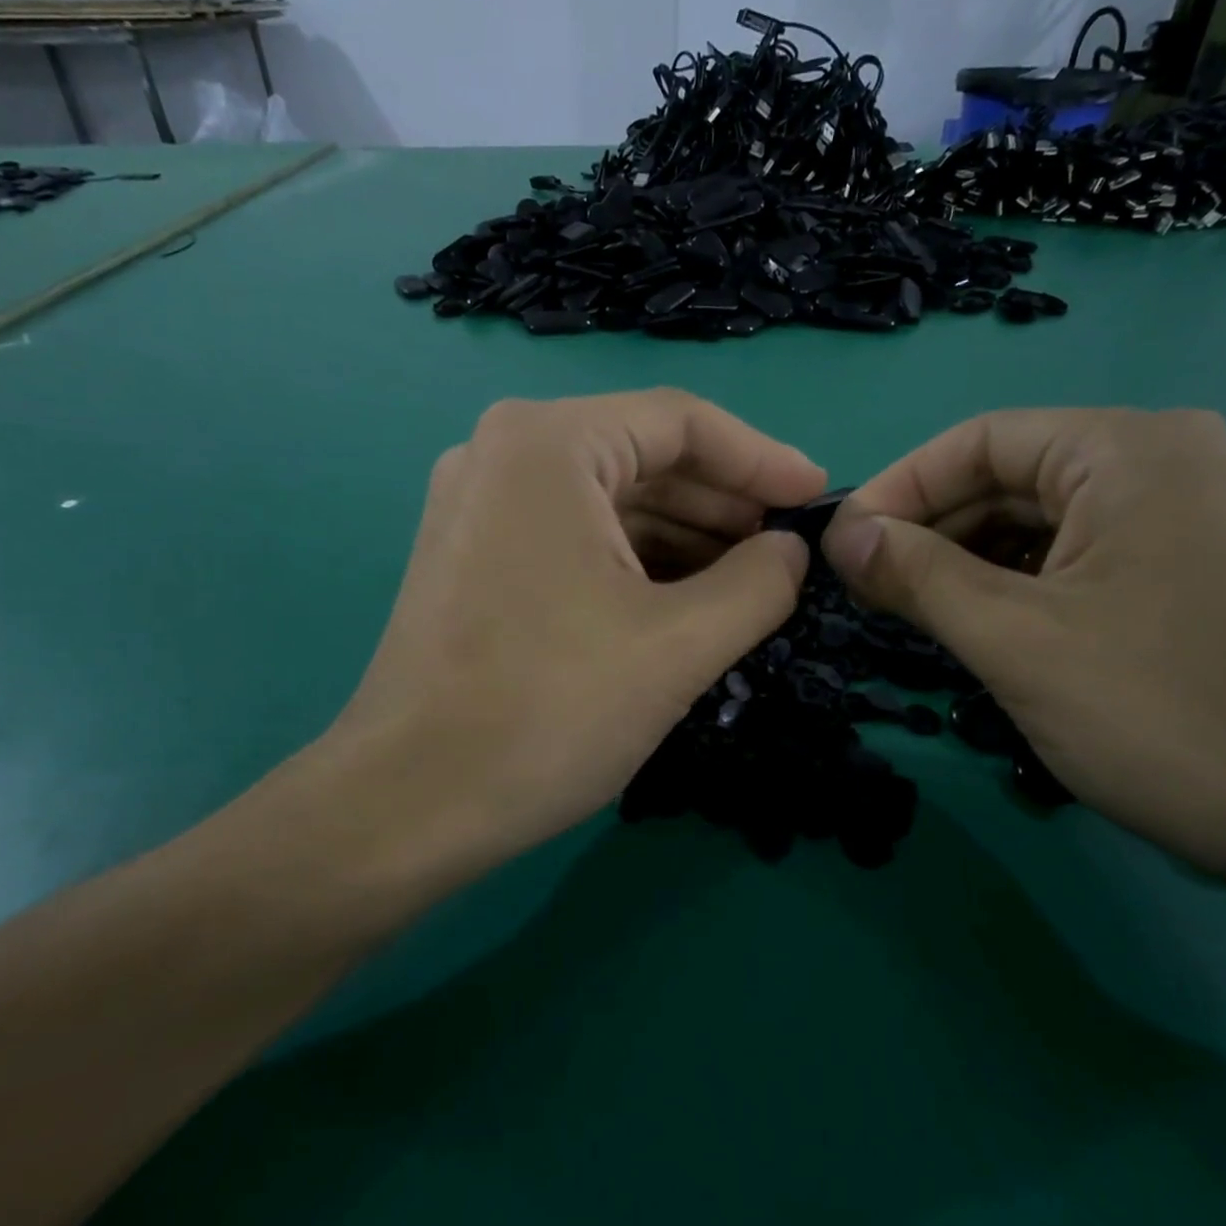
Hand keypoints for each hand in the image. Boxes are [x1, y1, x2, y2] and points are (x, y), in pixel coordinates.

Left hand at [321, 389, 824, 877]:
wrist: (408, 803)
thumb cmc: (549, 711)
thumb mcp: (680, 644)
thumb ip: (759, 583)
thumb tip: (791, 550)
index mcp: (548, 444)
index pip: (681, 421)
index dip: (762, 459)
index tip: (817, 499)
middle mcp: (502, 454)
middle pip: (641, 457)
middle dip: (722, 504)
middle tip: (785, 552)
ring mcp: (478, 507)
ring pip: (606, 502)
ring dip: (682, 538)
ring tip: (746, 583)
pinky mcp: (470, 558)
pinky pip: (571, 537)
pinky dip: (632, 563)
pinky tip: (679, 601)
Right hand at [820, 408, 1225, 879]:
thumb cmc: (1159, 713)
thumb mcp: (1013, 638)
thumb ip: (915, 574)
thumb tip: (840, 536)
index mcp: (1127, 450)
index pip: (977, 441)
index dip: (896, 489)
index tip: (840, 546)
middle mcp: (1161, 461)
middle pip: (1006, 478)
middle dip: (928, 530)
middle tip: (865, 587)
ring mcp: (1180, 516)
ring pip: (1035, 521)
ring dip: (963, 561)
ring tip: (908, 609)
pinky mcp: (1183, 568)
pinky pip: (1071, 556)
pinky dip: (1011, 583)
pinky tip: (974, 623)